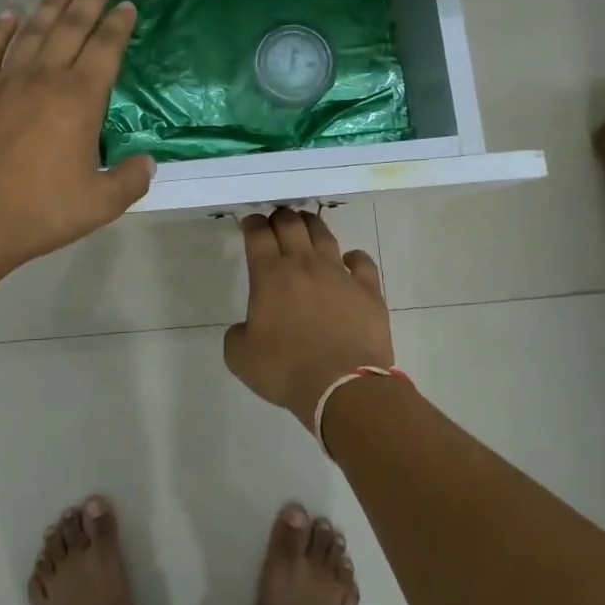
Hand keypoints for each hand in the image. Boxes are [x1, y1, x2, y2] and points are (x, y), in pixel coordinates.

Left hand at [0, 0, 153, 278]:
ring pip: (31, 32)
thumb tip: (147, 163)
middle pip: (70, 28)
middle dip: (88, 2)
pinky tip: (6, 18)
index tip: (127, 7)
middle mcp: (43, 78)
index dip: (118, 26)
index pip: (105, 49)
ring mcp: (3, 81)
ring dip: (49, 6)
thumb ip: (129, 180)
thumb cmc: (39, 211)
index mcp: (79, 99)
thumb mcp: (99, 203)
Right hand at [223, 209, 393, 423]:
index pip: (258, 234)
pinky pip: (362, 262)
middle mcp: (304, 265)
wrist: (343, 387)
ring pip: (324, 235)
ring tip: (306, 225)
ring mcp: (339, 274)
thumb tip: (246, 328)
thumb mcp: (240, 358)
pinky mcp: (368, 290)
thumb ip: (237, 335)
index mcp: (270, 276)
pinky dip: (353, 257)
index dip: (252, 223)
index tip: (249, 223)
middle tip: (276, 221)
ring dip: (311, 225)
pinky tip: (349, 261)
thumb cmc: (286, 370)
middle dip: (280, 217)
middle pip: (291, 224)